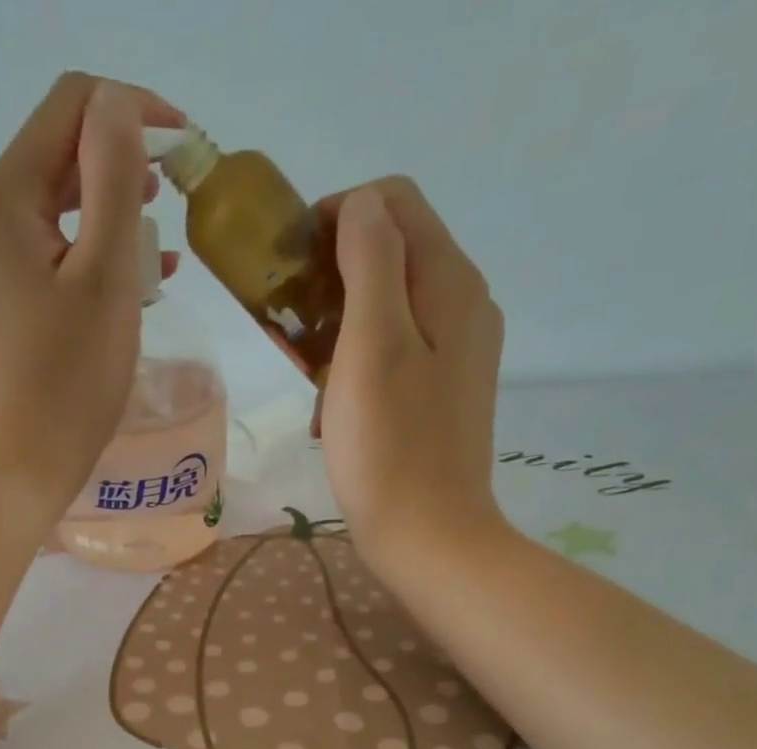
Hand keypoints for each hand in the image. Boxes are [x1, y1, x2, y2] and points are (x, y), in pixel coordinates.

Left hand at [0, 73, 182, 516]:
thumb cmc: (66, 386)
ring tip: (158, 258)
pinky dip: (83, 263)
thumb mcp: (105, 277)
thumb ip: (114, 177)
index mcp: (0, 200)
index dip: (132, 111)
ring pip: (52, 217)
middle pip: (56, 161)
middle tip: (174, 207)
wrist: (12, 476)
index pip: (70, 107)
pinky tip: (122, 290)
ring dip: (107, 222)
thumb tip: (117, 106)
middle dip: (121, 172)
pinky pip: (40, 262)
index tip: (185, 149)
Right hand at [317, 179, 509, 572]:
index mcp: (450, 282)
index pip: (394, 203)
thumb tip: (360, 205)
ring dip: (342, 326)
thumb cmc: (389, 447)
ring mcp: (459, 351)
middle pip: (395, 252)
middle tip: (294, 329)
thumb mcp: (371, 345)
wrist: (428, 537)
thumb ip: (369, 262)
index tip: (292, 270)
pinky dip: (361, 364)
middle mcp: (465, 304)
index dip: (337, 218)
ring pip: (393, 305)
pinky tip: (336, 409)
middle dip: (335, 275)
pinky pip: (400, 351)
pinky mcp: (445, 392)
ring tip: (310, 378)